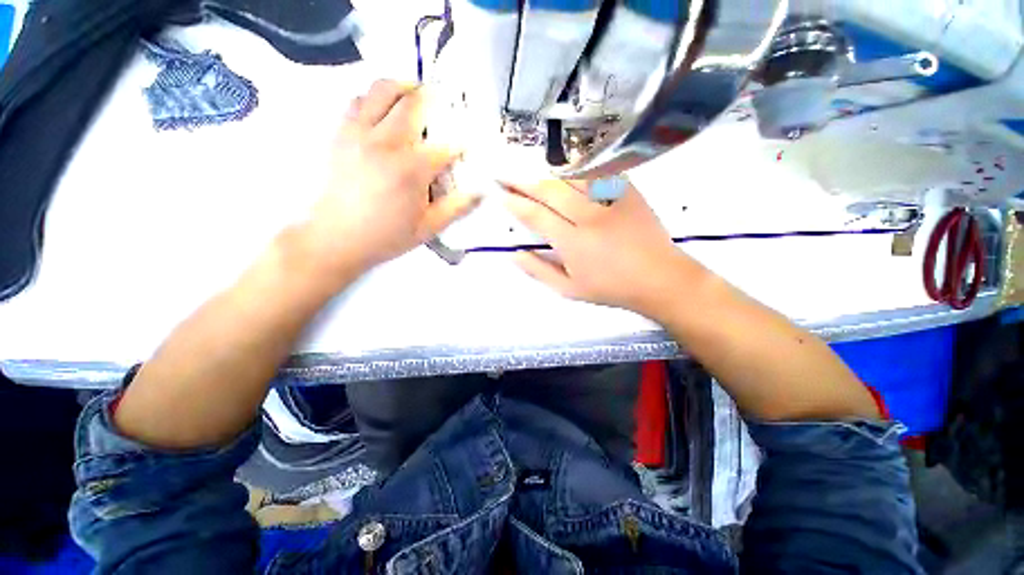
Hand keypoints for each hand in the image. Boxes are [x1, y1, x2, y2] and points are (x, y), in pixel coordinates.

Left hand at [301, 80, 479, 276]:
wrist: (336, 238)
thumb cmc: (386, 236)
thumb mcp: (429, 228)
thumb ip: (457, 208)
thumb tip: (480, 193)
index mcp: (411, 169)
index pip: (446, 146)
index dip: (462, 143)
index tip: (468, 144)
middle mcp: (386, 143)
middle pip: (413, 102)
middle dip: (434, 98)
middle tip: (443, 102)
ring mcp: (360, 134)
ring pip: (382, 90)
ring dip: (403, 86)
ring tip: (414, 94)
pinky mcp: (341, 134)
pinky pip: (358, 100)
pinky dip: (374, 97)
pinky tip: (384, 110)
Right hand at [504, 179, 700, 316]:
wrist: (659, 278)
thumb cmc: (611, 288)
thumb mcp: (569, 289)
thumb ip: (538, 270)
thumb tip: (513, 253)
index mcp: (573, 243)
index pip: (535, 216)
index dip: (514, 203)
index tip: (499, 193)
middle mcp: (589, 216)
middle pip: (549, 190)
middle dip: (523, 181)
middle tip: (506, 175)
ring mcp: (610, 200)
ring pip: (571, 177)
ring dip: (547, 174)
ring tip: (532, 174)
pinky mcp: (628, 191)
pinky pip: (598, 173)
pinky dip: (577, 170)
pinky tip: (566, 171)